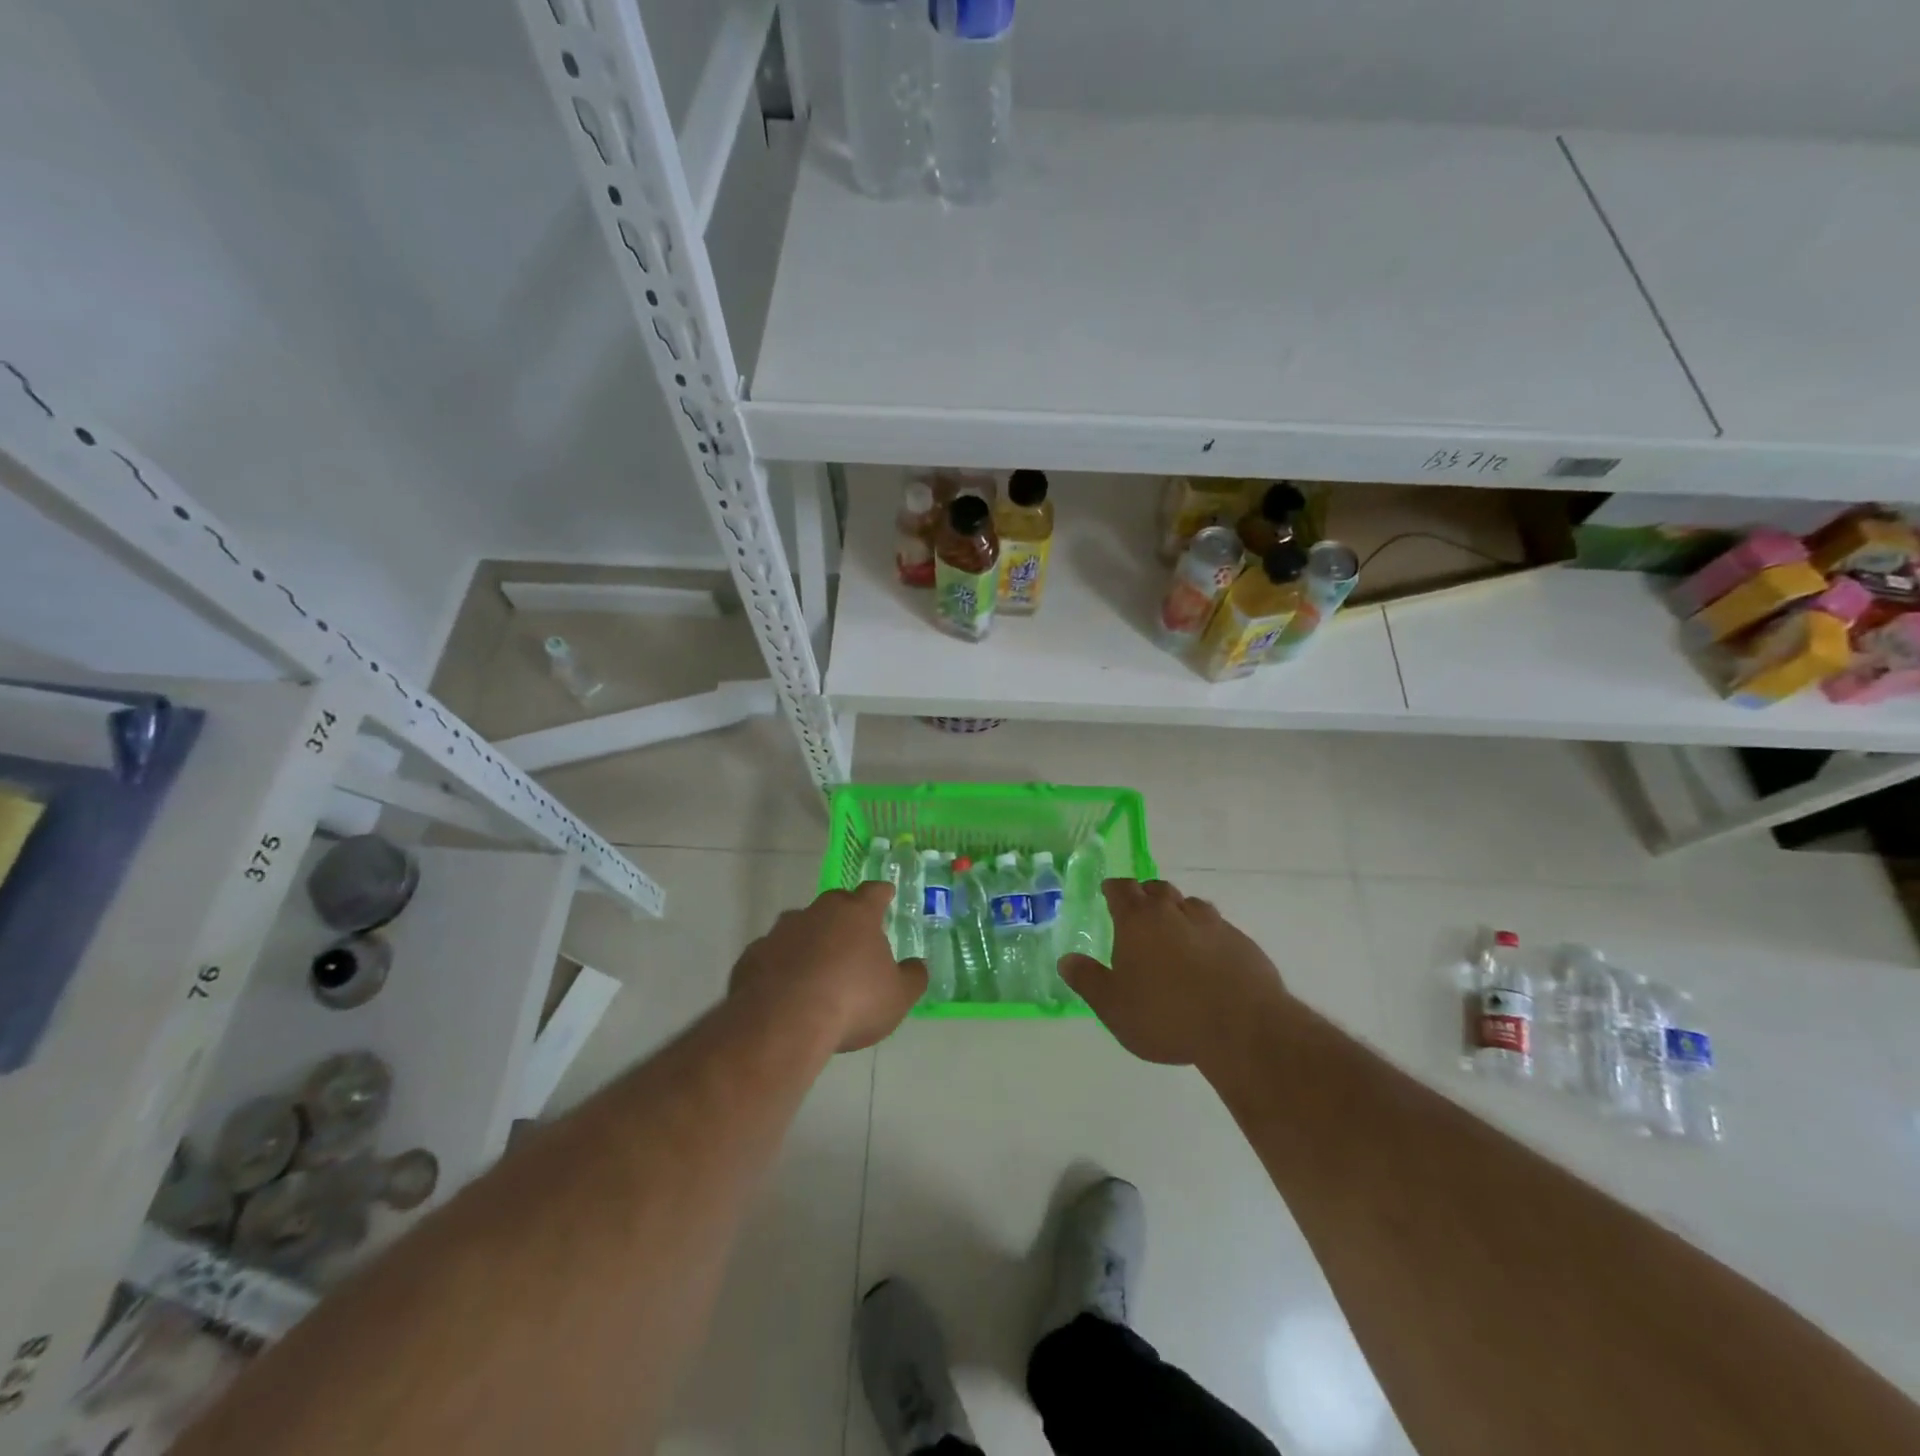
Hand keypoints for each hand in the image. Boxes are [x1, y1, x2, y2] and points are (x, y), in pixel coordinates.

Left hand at [729, 881, 926, 1052]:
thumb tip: (917, 965)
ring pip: (800, 927)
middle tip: (852, 937)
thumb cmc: (851, 1002)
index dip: (882, 893)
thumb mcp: (897, 997)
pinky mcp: (753, 956)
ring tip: (816, 967)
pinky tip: (785, 989)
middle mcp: (818, 913)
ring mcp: (781, 932)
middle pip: (834, 903)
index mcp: (857, 915)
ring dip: (809, 940)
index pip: (874, 892)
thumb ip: (912, 977)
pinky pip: (772, 954)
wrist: (783, 1022)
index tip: (886, 894)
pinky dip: (781, 965)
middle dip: (844, 916)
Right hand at [1061, 879, 1289, 1066]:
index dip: (1113, 889)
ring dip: (1178, 912)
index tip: (1108, 892)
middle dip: (1145, 895)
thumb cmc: (1166, 1015)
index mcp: (1138, 920)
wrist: (1242, 1028)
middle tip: (1139, 912)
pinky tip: (1207, 959)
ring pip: (1190, 905)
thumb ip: (1087, 980)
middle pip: (1157, 889)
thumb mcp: (1113, 1006)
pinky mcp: (1242, 942)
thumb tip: (1065, 960)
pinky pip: (1217, 928)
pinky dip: (1206, 935)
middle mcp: (1174, 911)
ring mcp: (1212, 924)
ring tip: (1174, 933)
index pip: (1121, 889)